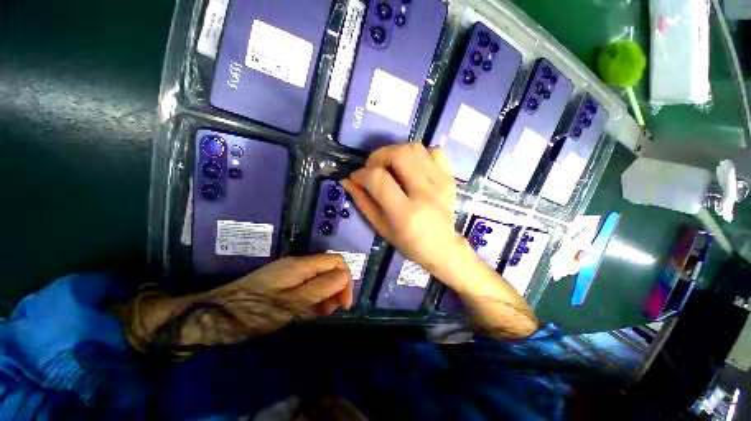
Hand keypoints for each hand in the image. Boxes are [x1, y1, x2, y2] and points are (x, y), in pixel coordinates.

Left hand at [127, 255, 352, 347]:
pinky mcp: (282, 282)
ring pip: (319, 278)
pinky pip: (307, 286)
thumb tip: (344, 276)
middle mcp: (298, 264)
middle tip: (333, 312)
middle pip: (329, 269)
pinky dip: (314, 298)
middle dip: (337, 288)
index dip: (345, 279)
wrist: (212, 316)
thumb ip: (320, 289)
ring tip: (322, 314)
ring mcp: (289, 273)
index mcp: (301, 265)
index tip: (344, 304)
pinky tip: (310, 312)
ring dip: (326, 295)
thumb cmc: (251, 312)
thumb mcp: (289, 304)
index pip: (336, 261)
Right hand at [341, 143, 465, 279]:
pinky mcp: (449, 178)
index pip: (378, 179)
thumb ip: (363, 202)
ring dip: (396, 152)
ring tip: (391, 166)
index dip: (362, 174)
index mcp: (405, 213)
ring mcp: (440, 183)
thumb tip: (348, 181)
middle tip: (374, 168)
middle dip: (378, 156)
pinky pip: (435, 151)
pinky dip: (420, 154)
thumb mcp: (381, 227)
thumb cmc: (408, 242)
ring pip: (415, 148)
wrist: (443, 247)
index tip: (357, 178)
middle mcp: (424, 193)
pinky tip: (413, 167)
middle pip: (399, 154)